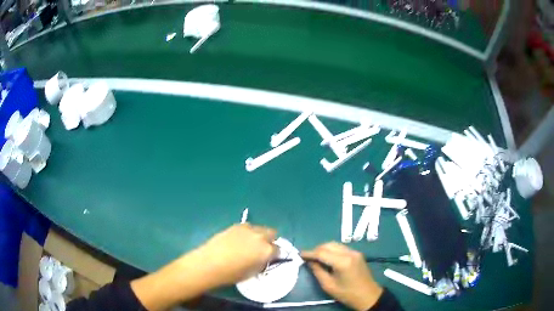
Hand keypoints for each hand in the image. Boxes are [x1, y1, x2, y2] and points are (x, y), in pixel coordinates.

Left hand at [192, 223, 277, 286]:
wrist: (210, 263)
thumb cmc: (232, 273)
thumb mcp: (253, 272)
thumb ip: (262, 263)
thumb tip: (263, 259)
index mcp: (267, 250)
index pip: (278, 249)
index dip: (273, 255)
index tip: (268, 258)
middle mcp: (260, 237)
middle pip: (272, 233)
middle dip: (269, 240)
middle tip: (260, 249)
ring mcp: (248, 229)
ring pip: (260, 228)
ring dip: (258, 235)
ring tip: (248, 244)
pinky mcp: (236, 225)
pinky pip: (248, 227)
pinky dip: (247, 232)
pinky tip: (238, 240)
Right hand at [302, 242, 382, 310]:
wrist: (368, 296)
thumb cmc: (347, 294)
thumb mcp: (329, 285)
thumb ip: (318, 271)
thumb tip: (310, 261)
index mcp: (342, 262)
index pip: (322, 252)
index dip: (309, 253)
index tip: (299, 254)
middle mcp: (349, 253)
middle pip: (329, 245)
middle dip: (316, 249)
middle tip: (308, 258)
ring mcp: (355, 252)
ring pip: (335, 244)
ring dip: (324, 249)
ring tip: (316, 258)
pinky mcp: (357, 254)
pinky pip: (341, 248)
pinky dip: (332, 250)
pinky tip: (327, 258)